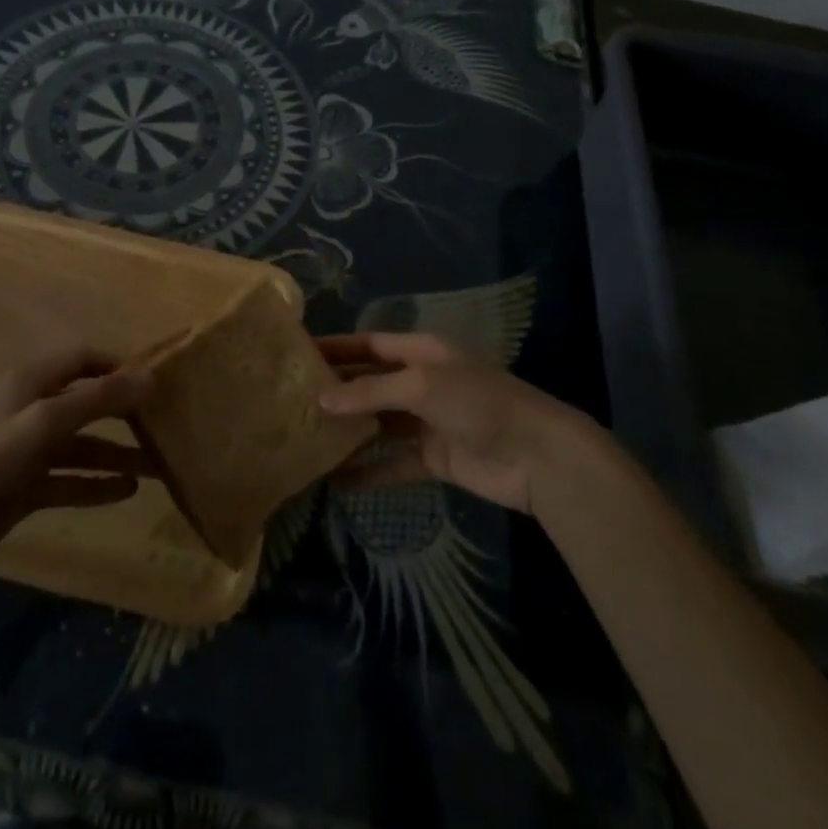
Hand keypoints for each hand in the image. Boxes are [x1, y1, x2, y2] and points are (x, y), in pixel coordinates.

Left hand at [0, 349, 152, 578]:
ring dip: (118, 453)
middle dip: (125, 413)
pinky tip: (128, 492)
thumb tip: (150, 377)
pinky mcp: (28, 486)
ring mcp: (32, 450)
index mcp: (36, 382)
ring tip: (158, 466)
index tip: (155, 382)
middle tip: (164, 424)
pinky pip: (72, 478)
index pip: (85, 359)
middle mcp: (36, 409)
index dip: (118, 366)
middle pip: (89, 402)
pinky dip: (98, 483)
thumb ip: (100, 399)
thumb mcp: (50, 421)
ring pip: (84, 443)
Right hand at [317, 333, 594, 515]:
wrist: (537, 455)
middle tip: (290, 400)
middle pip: (370, 383)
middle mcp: (420, 382)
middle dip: (336, 391)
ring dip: (348, 432)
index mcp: (420, 352)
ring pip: (378, 424)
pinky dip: (369, 472)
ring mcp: (427, 421)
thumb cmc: (478, 403)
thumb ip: (370, 392)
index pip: (368, 345)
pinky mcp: (434, 458)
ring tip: (305, 440)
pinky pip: (393, 463)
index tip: (297, 352)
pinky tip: (337, 483)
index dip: (336, 347)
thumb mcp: (421, 386)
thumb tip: (321, 399)